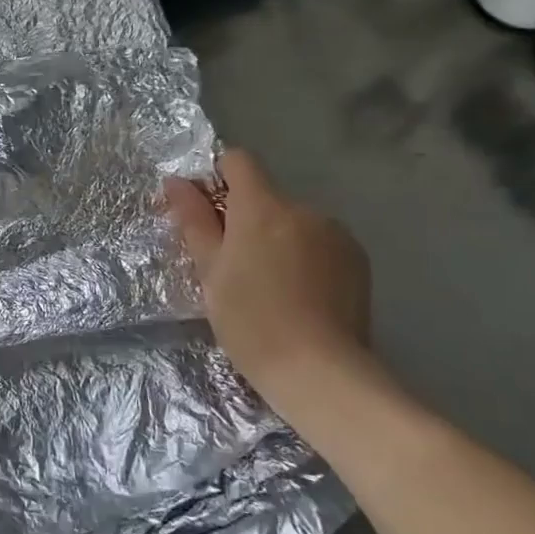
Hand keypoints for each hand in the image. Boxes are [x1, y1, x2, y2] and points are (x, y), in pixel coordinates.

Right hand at [164, 148, 373, 400]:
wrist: (320, 372)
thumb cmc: (251, 320)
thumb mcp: (210, 271)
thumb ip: (194, 221)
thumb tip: (176, 181)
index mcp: (263, 206)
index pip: (238, 161)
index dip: (217, 178)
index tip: (206, 213)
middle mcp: (304, 209)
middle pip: (266, 197)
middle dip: (246, 219)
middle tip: (232, 266)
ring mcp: (336, 234)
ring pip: (293, 222)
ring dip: (277, 239)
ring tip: (269, 286)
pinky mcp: (358, 261)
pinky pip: (320, 243)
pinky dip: (305, 257)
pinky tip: (300, 296)